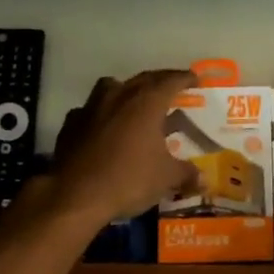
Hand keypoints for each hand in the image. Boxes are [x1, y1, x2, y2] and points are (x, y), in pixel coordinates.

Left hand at [50, 70, 200, 221]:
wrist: (75, 195)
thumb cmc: (128, 179)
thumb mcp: (166, 178)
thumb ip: (186, 173)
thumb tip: (203, 179)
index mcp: (146, 102)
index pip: (171, 81)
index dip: (185, 78)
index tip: (195, 79)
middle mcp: (119, 96)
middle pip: (143, 79)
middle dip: (160, 81)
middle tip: (172, 87)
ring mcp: (91, 107)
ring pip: (112, 87)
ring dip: (126, 90)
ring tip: (134, 102)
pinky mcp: (71, 124)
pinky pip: (90, 110)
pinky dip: (101, 114)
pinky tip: (103, 128)